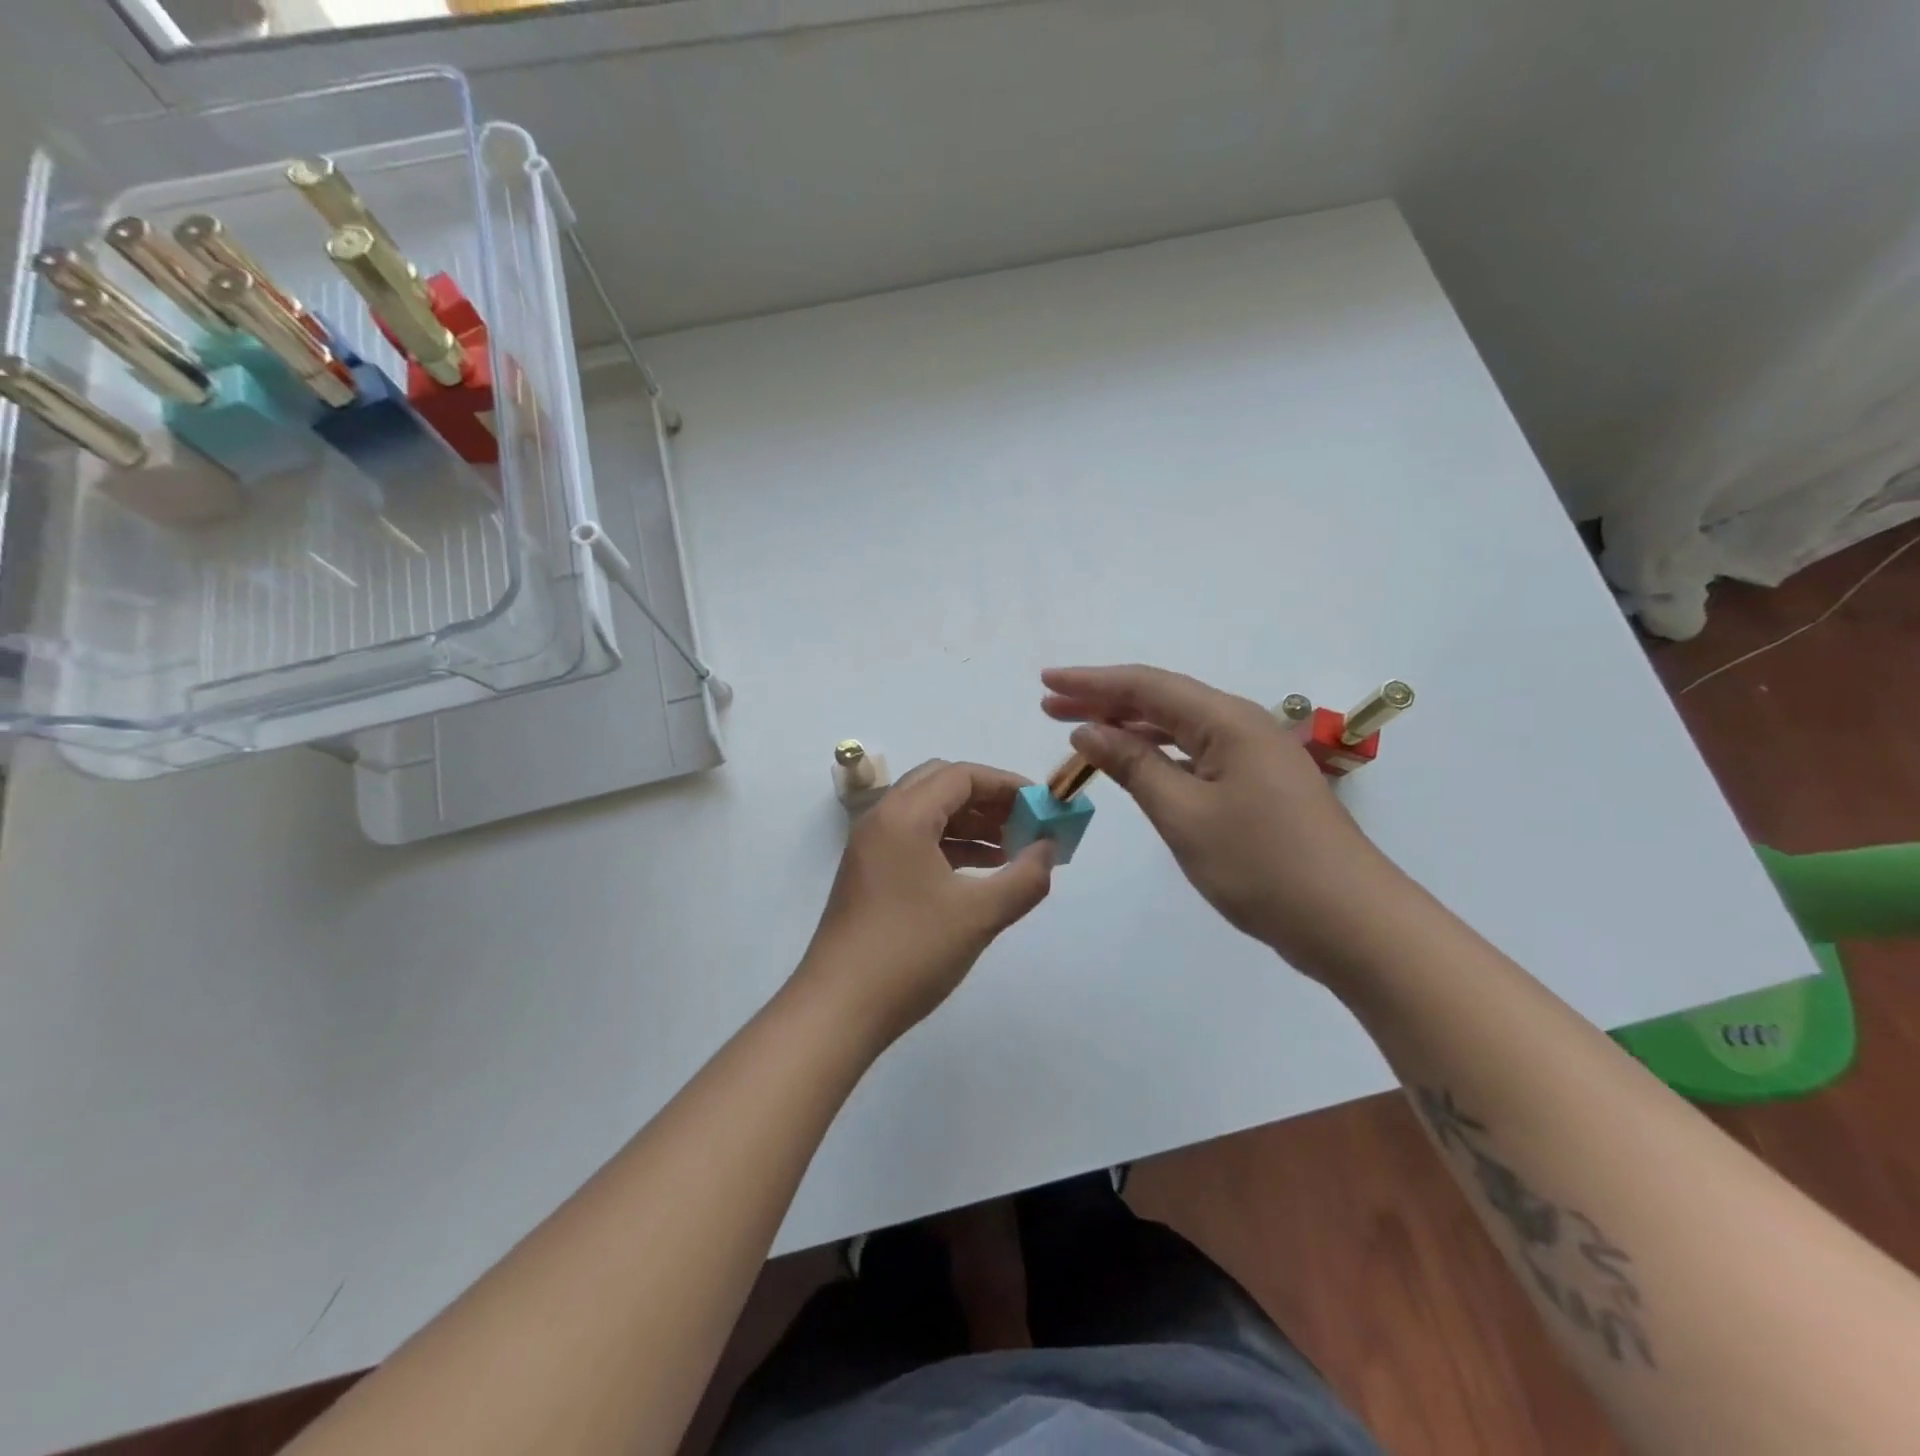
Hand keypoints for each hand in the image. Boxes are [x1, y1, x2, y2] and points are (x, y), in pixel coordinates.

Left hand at [795, 760, 1054, 1045]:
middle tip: (1025, 823)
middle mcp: (882, 820)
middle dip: (988, 800)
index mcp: (903, 815)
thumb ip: (1025, 877)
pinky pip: (915, 840)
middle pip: (941, 785)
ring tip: (1013, 849)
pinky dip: (950, 846)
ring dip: (970, 823)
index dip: (1007, 785)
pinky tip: (980, 871)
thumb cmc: (911, 952)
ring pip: (927, 813)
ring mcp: (871, 848)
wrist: (838, 1009)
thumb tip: (1050, 848)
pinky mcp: (869, 874)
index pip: (962, 775)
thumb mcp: (980, 915)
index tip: (1042, 806)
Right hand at [1041, 665, 1408, 975]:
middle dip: (1103, 700)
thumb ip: (1134, 765)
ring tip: (1078, 729)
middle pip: (1161, 700)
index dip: (1091, 682)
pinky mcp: (1258, 786)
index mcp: (1227, 721)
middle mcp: (1242, 726)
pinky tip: (1134, 763)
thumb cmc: (1262, 865)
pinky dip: (1157, 754)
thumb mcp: (1184, 814)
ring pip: (1179, 727)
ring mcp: (1254, 756)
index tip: (1045, 680)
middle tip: (1050, 704)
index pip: (1145, 686)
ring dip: (1128, 727)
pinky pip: (1196, 754)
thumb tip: (1088, 731)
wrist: (1351, 923)